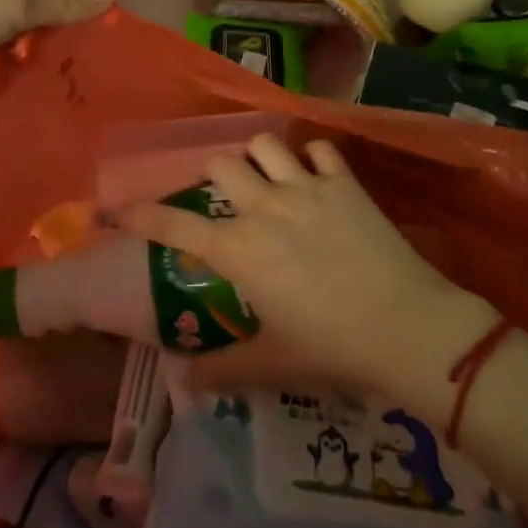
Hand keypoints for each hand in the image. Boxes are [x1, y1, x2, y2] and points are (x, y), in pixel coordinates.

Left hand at [0, 0, 114, 101]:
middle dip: (63, 19)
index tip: (102, 17)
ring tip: (58, 69)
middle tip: (83, 50)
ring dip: (40, 43)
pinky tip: (29, 78)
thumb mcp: (10, 8)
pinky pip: (4, 44)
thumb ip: (62, 2)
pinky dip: (17, 57)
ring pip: (26, 23)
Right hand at [119, 135, 495, 407]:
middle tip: (224, 199)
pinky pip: (320, 150)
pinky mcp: (344, 182)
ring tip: (266, 178)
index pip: (177, 227)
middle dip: (213, 177)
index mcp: (240, 251)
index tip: (122, 209)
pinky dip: (312, 158)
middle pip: (221, 165)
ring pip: (265, 145)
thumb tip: (182, 382)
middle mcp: (265, 208)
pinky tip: (316, 177)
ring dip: (258, 158)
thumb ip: (223, 370)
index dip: (144, 216)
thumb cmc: (332, 349)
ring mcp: (306, 188)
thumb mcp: (272, 364)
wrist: (405, 327)